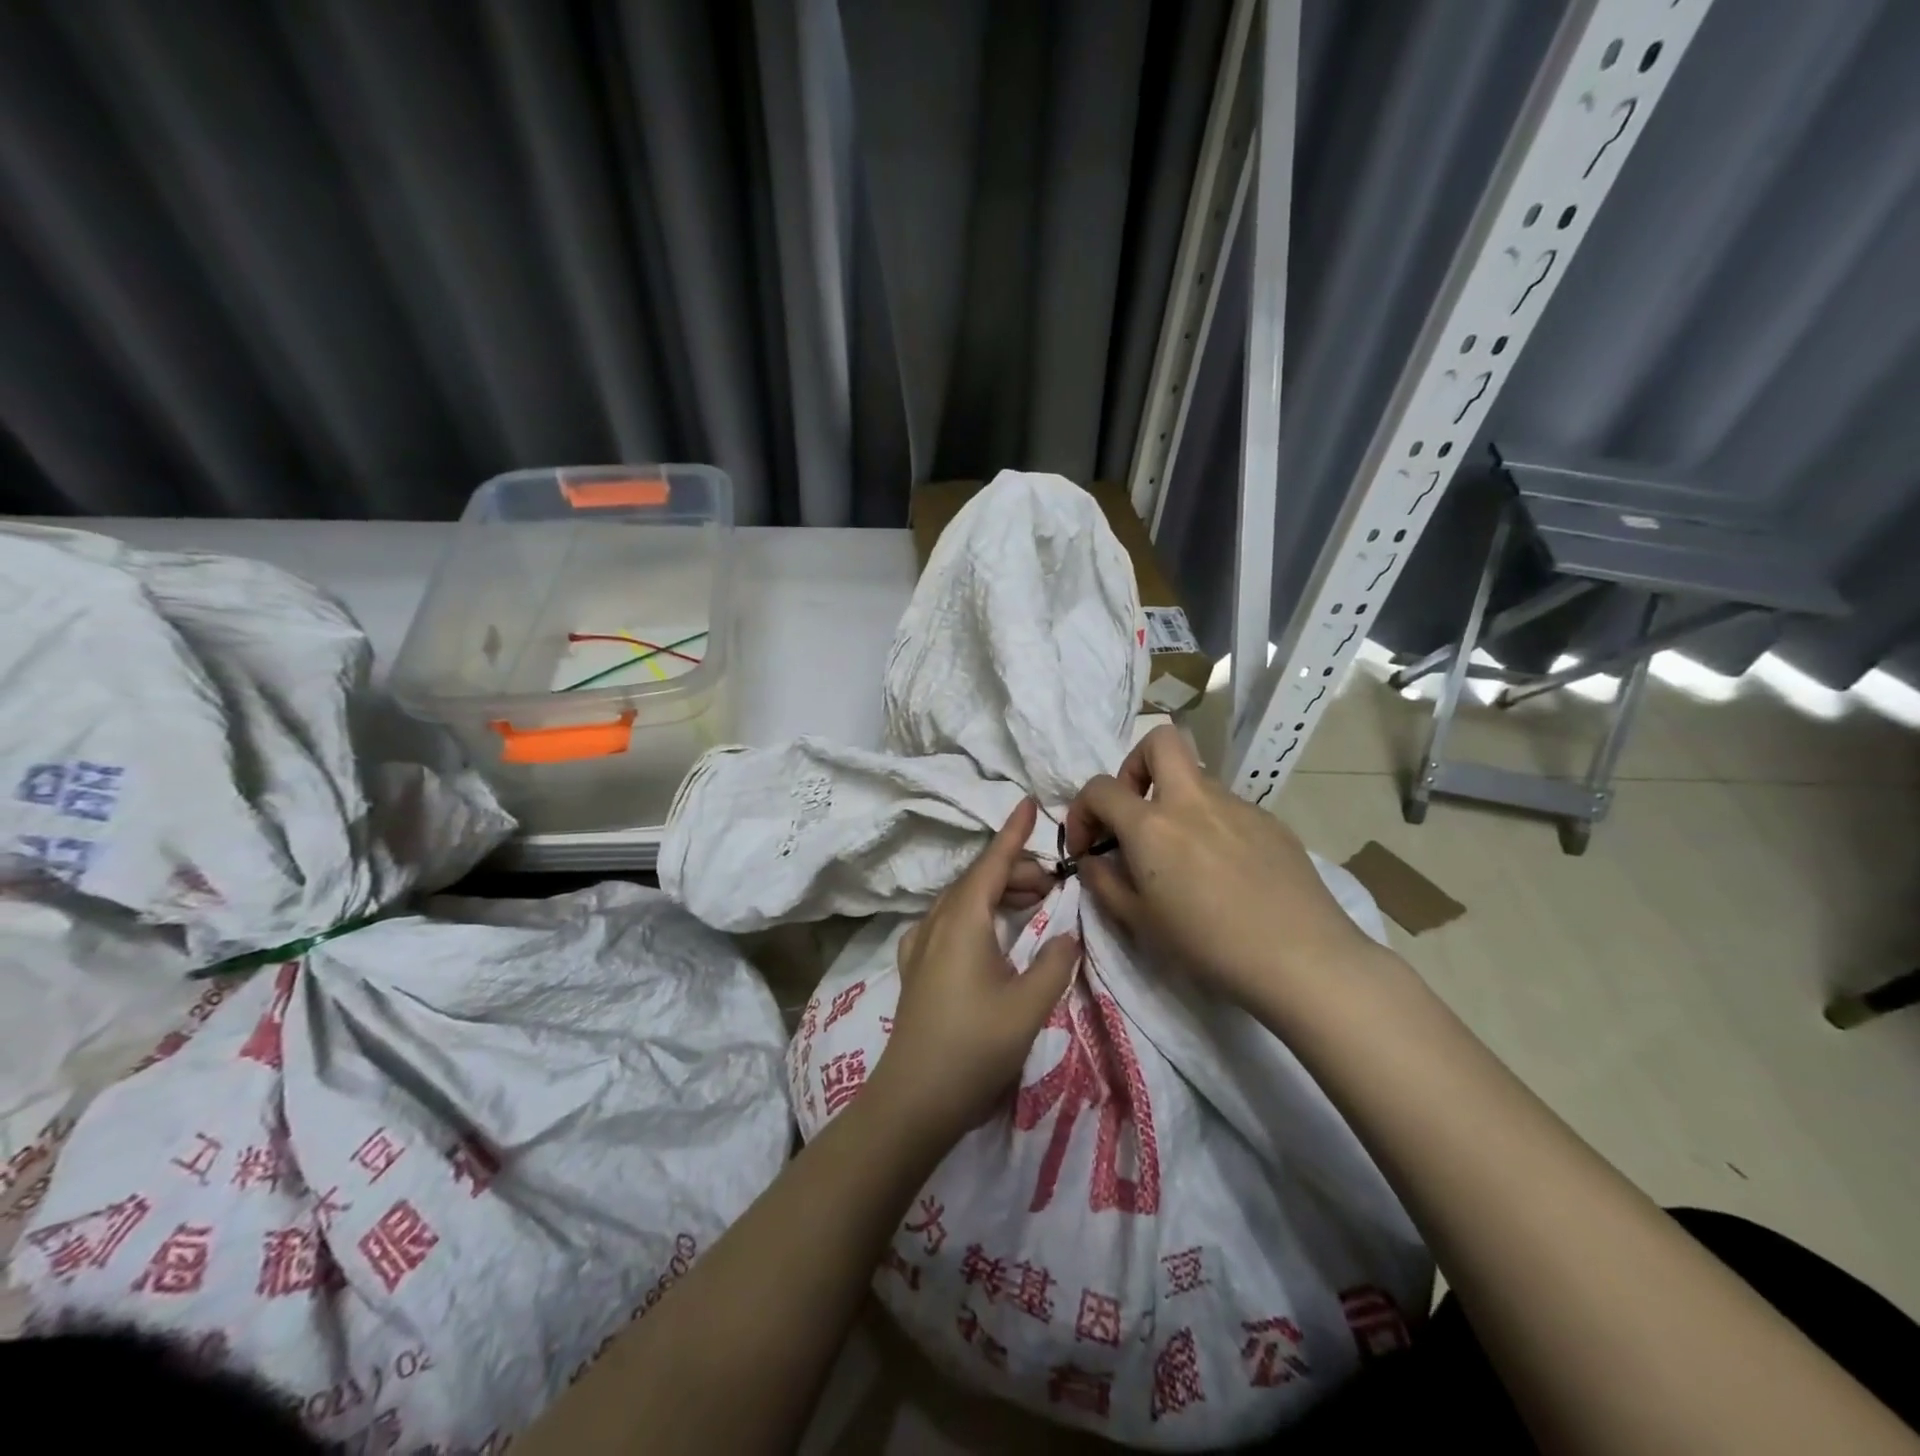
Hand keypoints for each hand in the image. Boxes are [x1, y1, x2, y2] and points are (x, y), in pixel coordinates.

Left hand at [877, 798, 1078, 1143]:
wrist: (914, 1099)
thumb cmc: (974, 1047)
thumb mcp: (1029, 1005)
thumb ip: (1054, 962)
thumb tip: (1065, 934)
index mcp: (963, 920)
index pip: (992, 862)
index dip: (1014, 833)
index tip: (1029, 802)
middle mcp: (938, 922)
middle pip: (979, 880)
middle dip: (1017, 871)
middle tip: (1055, 882)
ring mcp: (922, 945)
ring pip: (964, 901)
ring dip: (999, 893)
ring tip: (1034, 902)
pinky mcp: (917, 968)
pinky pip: (950, 922)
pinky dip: (978, 914)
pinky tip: (990, 932)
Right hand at [1066, 725, 1377, 1004]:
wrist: (1301, 959)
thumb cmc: (1208, 945)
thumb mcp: (1139, 922)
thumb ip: (1104, 883)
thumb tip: (1092, 861)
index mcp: (1152, 824)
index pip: (1099, 788)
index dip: (1082, 812)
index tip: (1088, 847)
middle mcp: (1192, 800)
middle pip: (1160, 740)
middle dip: (1135, 764)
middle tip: (1135, 810)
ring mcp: (1236, 805)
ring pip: (1196, 778)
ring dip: (1175, 800)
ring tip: (1181, 854)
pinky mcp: (1270, 821)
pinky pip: (1228, 808)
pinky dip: (1211, 824)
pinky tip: (1225, 870)